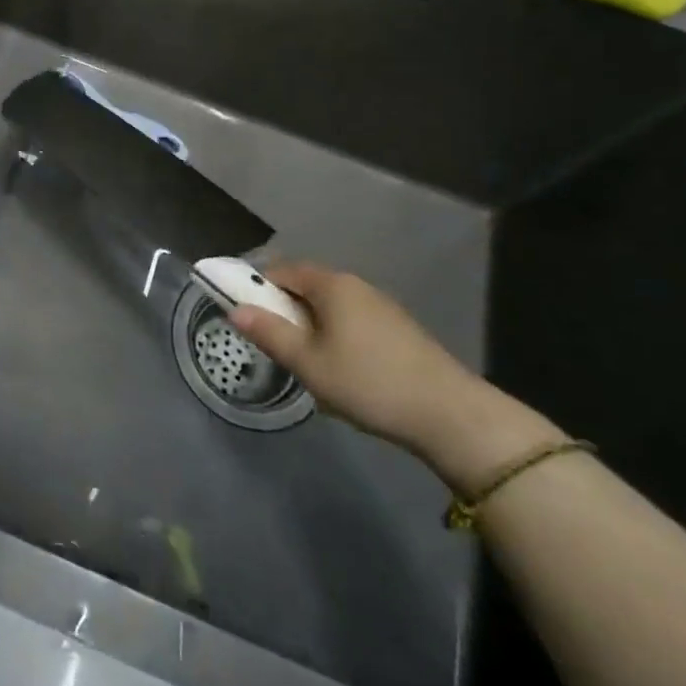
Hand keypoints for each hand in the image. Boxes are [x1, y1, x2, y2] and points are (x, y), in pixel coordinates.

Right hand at [229, 262, 561, 490]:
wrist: (450, 414)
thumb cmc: (368, 382)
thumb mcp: (308, 363)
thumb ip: (269, 333)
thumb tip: (235, 309)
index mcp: (331, 284)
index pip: (281, 271)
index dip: (258, 288)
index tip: (248, 318)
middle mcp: (355, 285)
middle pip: (306, 287)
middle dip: (286, 313)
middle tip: (278, 349)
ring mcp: (380, 306)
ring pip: (330, 308)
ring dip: (311, 329)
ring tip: (310, 367)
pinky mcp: (397, 329)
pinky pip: (352, 322)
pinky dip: (336, 338)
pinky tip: (343, 375)